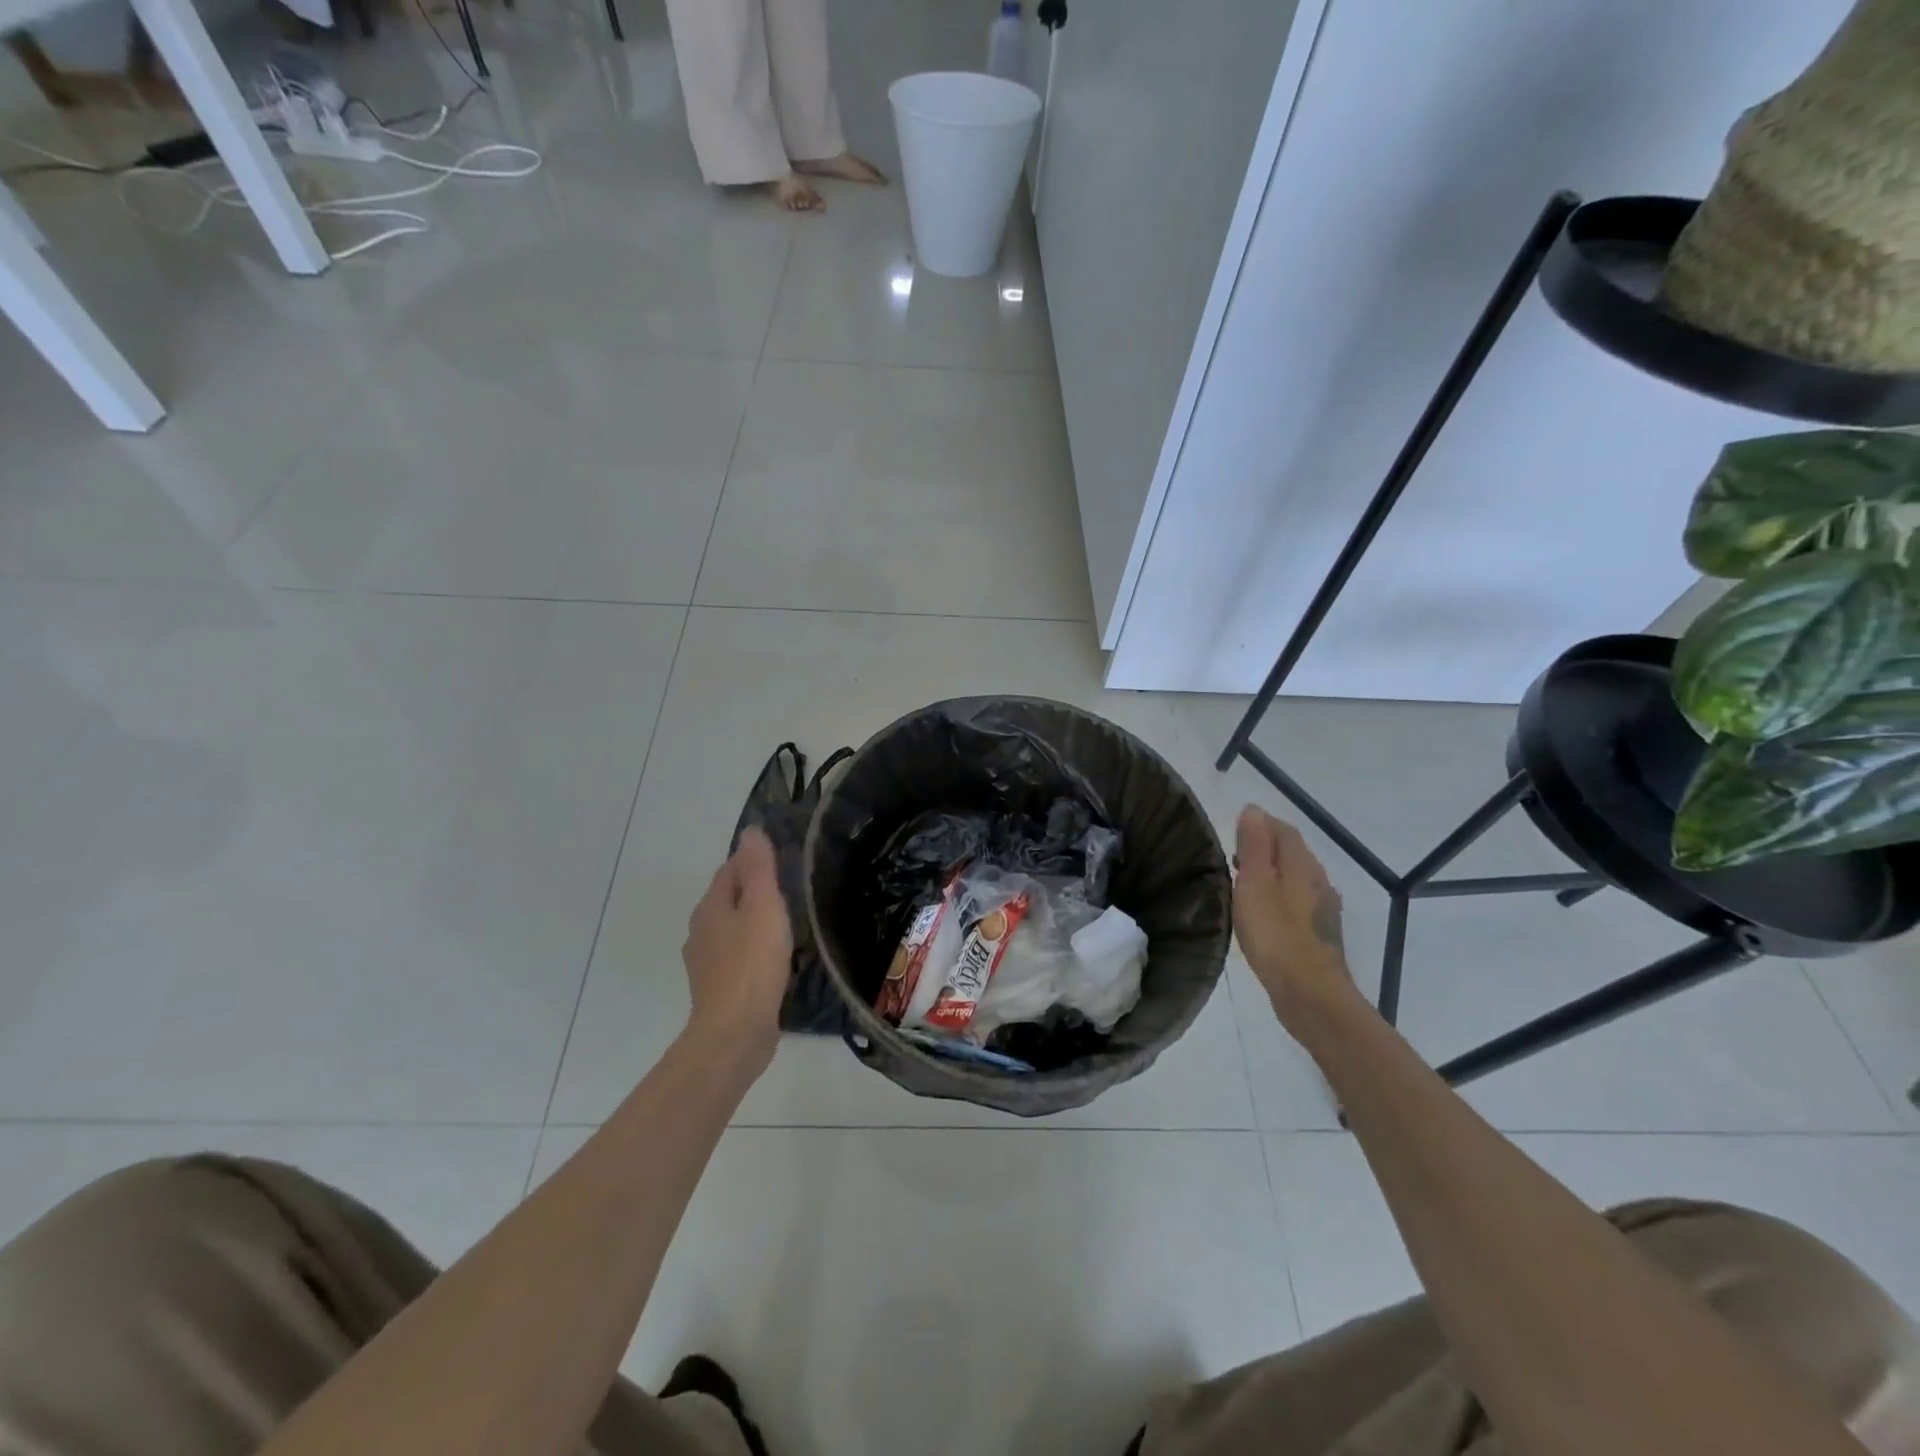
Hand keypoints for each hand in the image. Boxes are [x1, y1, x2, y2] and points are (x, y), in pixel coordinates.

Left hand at [681, 829, 791, 1071]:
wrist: (734, 1032)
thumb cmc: (752, 963)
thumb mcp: (762, 906)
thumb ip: (758, 868)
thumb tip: (749, 831)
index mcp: (711, 906)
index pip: (729, 869)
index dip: (753, 860)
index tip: (782, 860)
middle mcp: (701, 930)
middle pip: (728, 898)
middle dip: (753, 890)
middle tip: (789, 890)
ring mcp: (706, 962)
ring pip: (732, 928)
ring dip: (753, 921)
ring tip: (785, 924)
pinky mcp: (718, 988)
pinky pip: (737, 956)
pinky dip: (753, 950)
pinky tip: (773, 959)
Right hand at [1234, 806, 1359, 1034]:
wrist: (1310, 994)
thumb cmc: (1276, 934)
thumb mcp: (1255, 884)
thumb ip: (1253, 846)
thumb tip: (1254, 809)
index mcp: (1302, 864)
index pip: (1283, 830)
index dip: (1260, 825)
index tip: (1233, 832)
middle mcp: (1318, 880)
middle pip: (1291, 853)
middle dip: (1263, 849)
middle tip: (1231, 858)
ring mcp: (1322, 909)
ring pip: (1294, 879)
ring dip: (1270, 875)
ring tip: (1242, 886)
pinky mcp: (1319, 934)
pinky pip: (1296, 903)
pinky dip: (1278, 899)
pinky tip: (1263, 916)